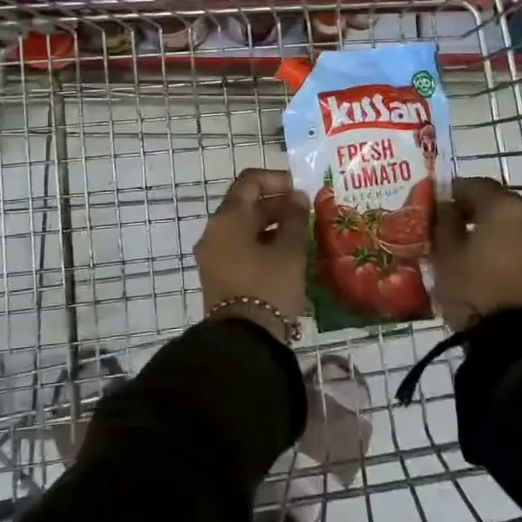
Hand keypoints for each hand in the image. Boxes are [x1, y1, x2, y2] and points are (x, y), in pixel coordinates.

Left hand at [195, 168, 308, 339]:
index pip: (249, 181)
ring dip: (272, 227)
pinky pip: (241, 249)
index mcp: (227, 218)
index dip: (277, 179)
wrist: (244, 342)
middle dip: (278, 205)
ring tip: (303, 237)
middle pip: (246, 205)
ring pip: (245, 229)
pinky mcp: (219, 276)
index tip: (302, 189)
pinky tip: (288, 258)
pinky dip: (263, 245)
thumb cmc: (268, 286)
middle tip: (308, 215)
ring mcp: (213, 255)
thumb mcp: (290, 250)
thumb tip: (295, 197)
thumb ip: (294, 217)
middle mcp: (214, 232)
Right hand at [432, 176, 521, 331]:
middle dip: (473, 208)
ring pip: (511, 222)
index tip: (435, 203)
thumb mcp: (446, 252)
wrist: (514, 339)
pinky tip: (485, 261)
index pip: (474, 184)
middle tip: (450, 223)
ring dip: (490, 227)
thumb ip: (444, 222)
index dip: (452, 191)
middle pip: (497, 201)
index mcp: (504, 206)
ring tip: (466, 245)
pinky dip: (504, 244)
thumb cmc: (473, 287)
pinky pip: (521, 242)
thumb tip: (446, 207)